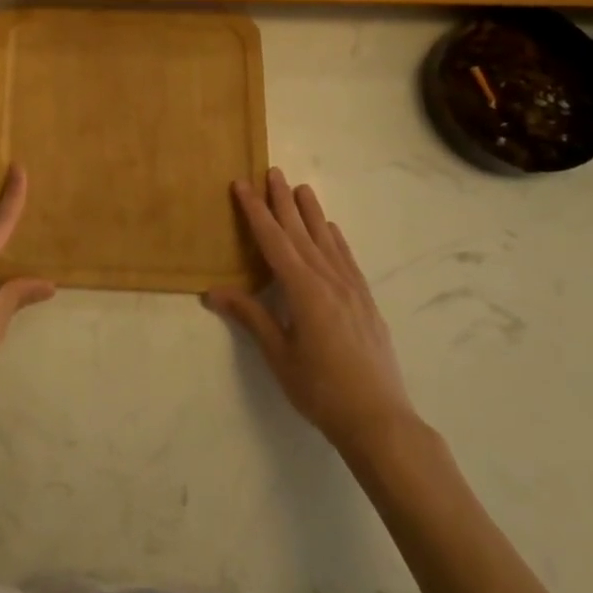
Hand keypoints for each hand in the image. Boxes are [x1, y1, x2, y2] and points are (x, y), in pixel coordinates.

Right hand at [207, 169, 420, 462]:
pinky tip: (330, 230)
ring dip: (311, 212)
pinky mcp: (365, 302)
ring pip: (326, 240)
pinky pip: (347, 259)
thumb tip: (213, 291)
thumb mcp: (279, 355)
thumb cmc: (321, 390)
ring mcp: (351, 290)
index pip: (273, 241)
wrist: (380, 420)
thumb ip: (251, 317)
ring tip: (301, 188)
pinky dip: (335, 239)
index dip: (255, 211)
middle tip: (272, 172)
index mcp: (303, 290)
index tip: (242, 185)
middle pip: (300, 232)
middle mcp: (328, 280)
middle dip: (283, 201)